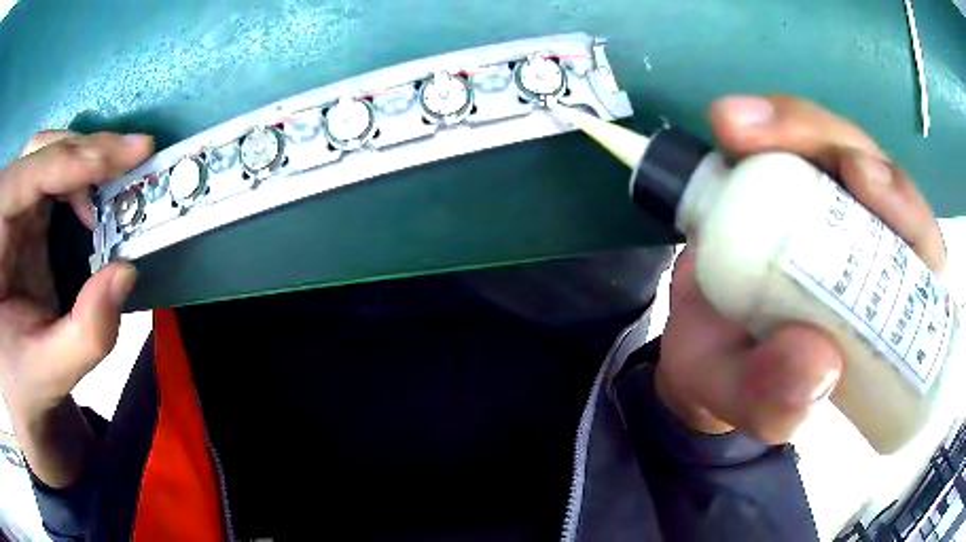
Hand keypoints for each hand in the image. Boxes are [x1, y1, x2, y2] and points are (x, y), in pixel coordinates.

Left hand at [0, 132, 153, 418]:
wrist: (12, 388)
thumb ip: (84, 335)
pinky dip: (78, 179)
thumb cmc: (19, 382)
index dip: (72, 162)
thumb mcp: (46, 372)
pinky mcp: (21, 213)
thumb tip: (126, 272)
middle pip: (40, 153)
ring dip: (85, 161)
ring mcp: (11, 206)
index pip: (27, 177)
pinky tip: (93, 202)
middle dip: (85, 153)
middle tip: (134, 157)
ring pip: (47, 154)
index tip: (130, 154)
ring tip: (120, 177)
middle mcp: (3, 206)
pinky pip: (50, 175)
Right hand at [655, 95, 945, 443]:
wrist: (702, 352)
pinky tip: (731, 124)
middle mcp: (869, 242)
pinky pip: (789, 140)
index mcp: (888, 303)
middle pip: (874, 171)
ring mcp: (829, 204)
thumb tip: (818, 364)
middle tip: (769, 139)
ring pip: (833, 142)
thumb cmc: (741, 383)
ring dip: (793, 124)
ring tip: (734, 125)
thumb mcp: (757, 409)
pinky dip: (764, 124)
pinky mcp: (788, 179)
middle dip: (834, 143)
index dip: (902, 205)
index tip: (859, 181)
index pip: (918, 245)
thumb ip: (779, 404)